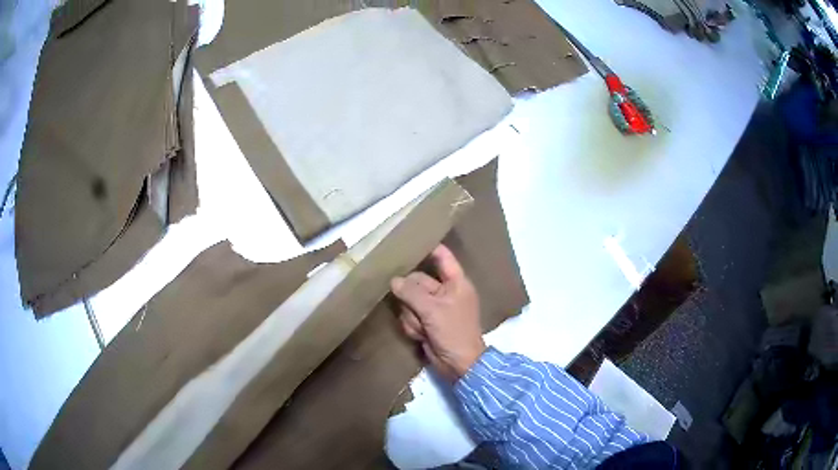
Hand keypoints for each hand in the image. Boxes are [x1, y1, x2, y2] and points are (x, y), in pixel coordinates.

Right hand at [390, 245, 485, 382]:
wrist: (459, 364)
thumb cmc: (454, 331)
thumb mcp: (433, 310)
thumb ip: (411, 293)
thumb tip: (393, 280)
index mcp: (456, 282)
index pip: (442, 257)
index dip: (428, 248)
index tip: (408, 241)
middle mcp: (445, 292)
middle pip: (418, 281)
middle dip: (412, 296)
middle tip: (411, 306)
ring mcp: (434, 308)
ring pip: (410, 300)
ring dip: (411, 315)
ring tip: (422, 326)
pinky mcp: (426, 322)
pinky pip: (409, 316)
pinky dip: (412, 326)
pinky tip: (420, 335)